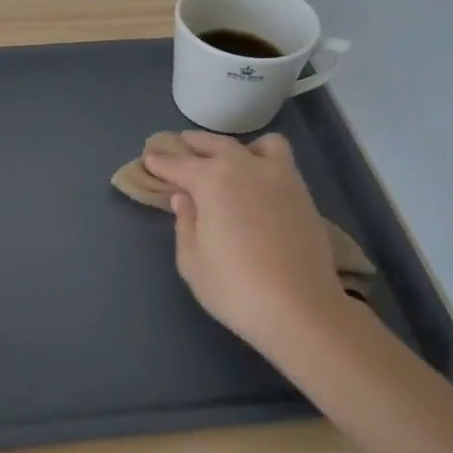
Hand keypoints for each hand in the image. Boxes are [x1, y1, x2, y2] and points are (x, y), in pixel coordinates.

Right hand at [144, 131, 355, 360]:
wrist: (300, 308)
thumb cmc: (234, 287)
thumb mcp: (192, 261)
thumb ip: (185, 223)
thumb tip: (184, 198)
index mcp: (212, 181)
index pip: (179, 164)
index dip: (161, 163)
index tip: (150, 160)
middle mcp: (245, 167)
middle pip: (215, 145)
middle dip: (194, 144)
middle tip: (180, 147)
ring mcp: (279, 177)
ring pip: (255, 144)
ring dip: (235, 147)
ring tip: (226, 160)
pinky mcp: (302, 193)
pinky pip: (281, 160)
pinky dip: (263, 159)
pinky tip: (256, 179)